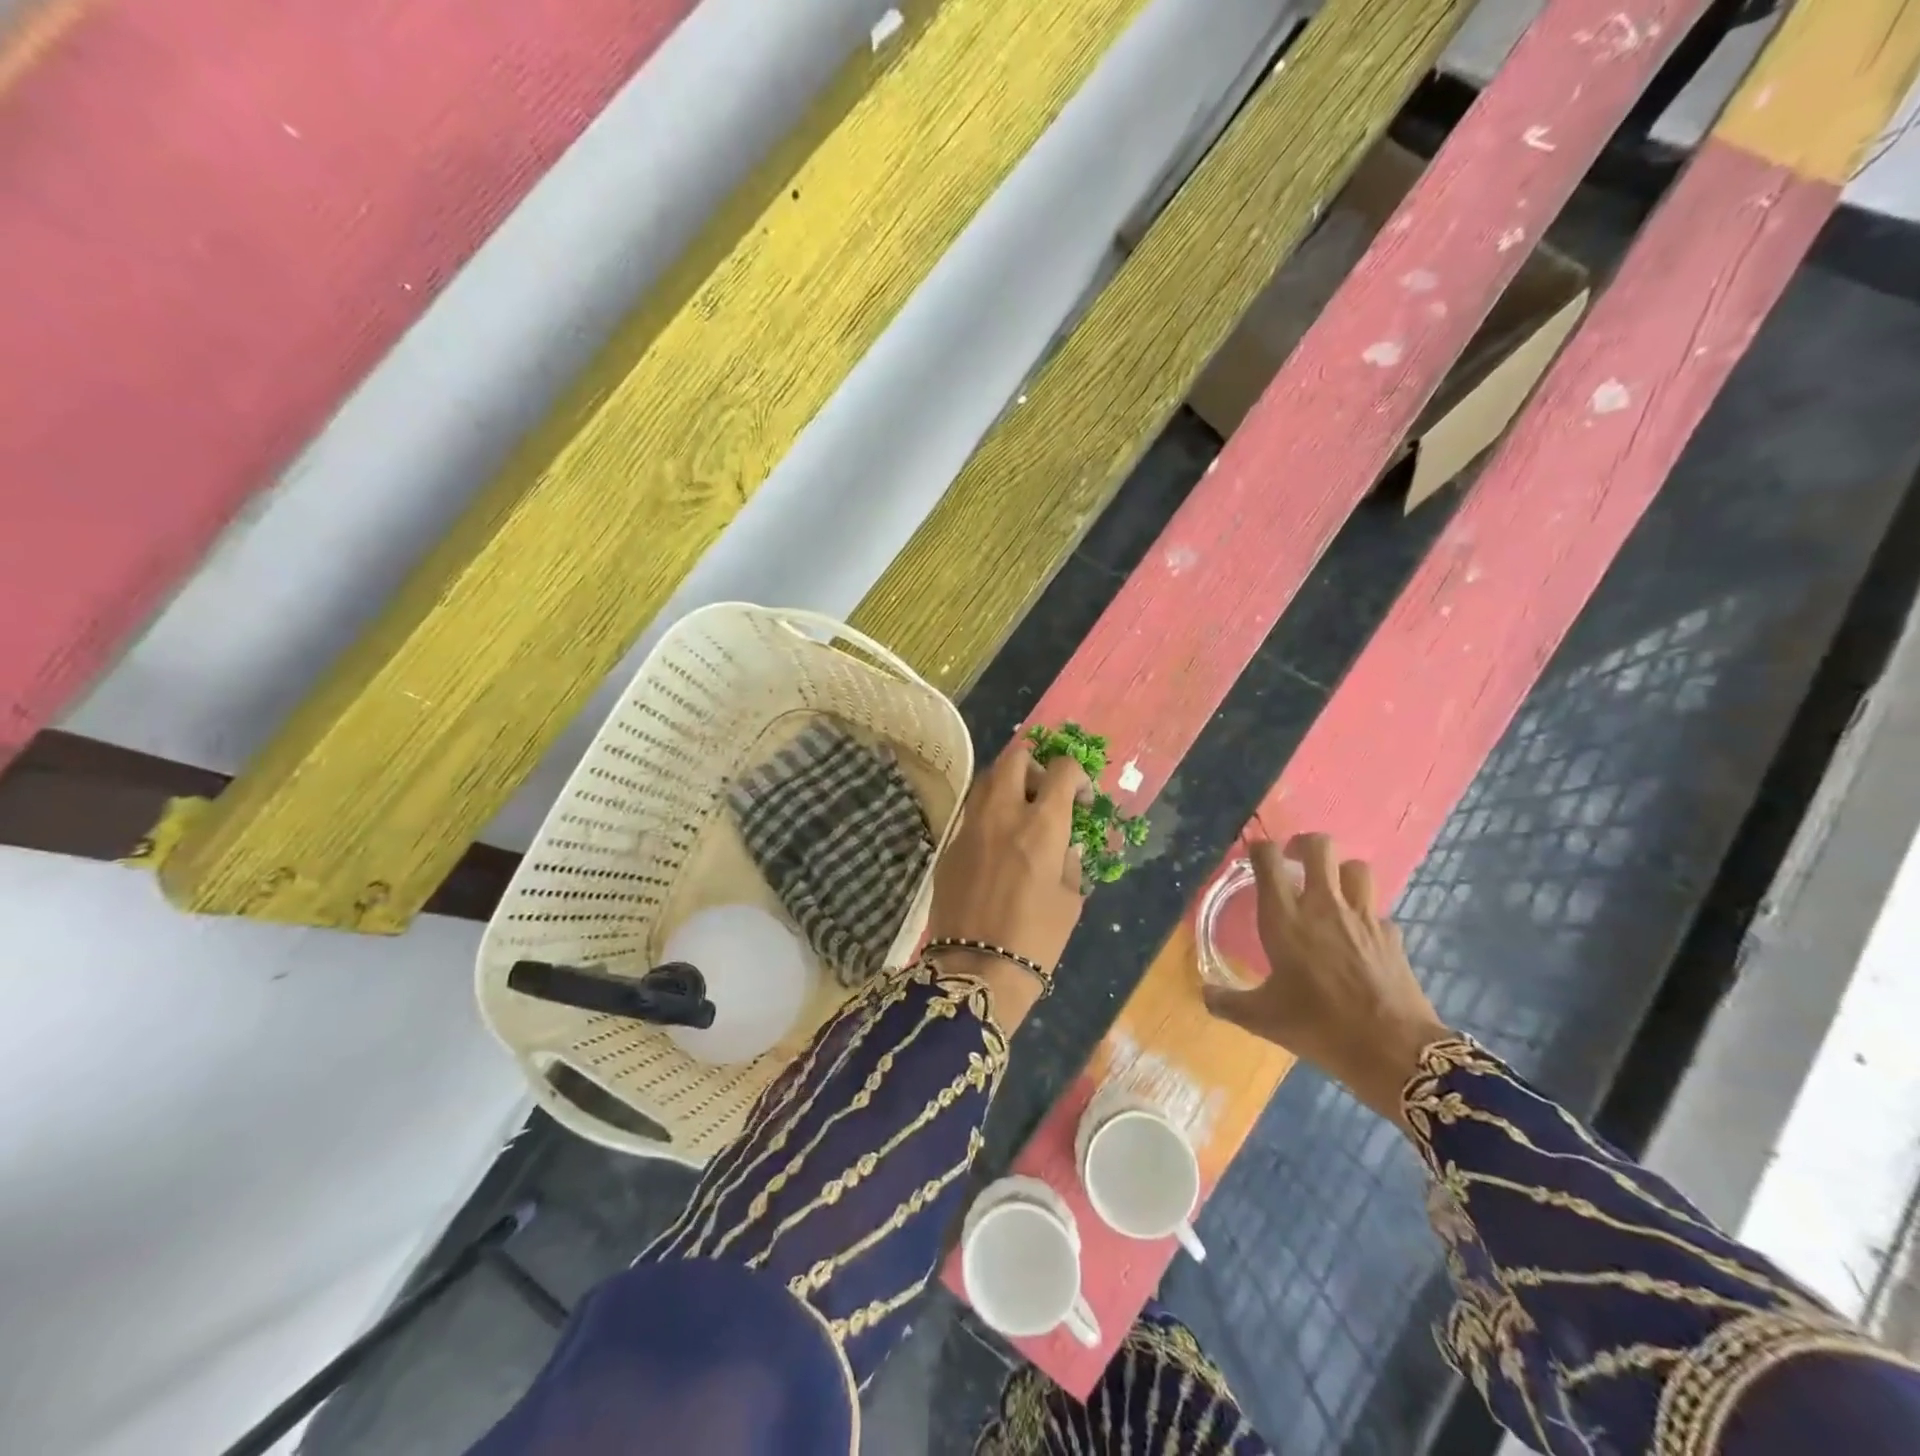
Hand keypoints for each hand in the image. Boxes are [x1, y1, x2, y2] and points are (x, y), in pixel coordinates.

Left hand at [923, 741, 1089, 1029]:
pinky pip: (971, 813)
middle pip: (1016, 757)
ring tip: (1020, 816)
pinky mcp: (949, 845)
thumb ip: (1069, 860)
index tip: (1080, 800)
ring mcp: (970, 826)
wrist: (976, 969)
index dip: (1077, 776)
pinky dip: (988, 815)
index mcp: (1042, 824)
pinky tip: (995, 846)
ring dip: (1008, 785)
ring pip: (987, 780)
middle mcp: (1003, 813)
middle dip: (1036, 767)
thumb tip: (1063, 845)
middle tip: (1045, 795)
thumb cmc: (1036, 938)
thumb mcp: (1070, 899)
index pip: (1062, 769)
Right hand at [1203, 834, 1449, 1128]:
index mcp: (1285, 917)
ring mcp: (1363, 917)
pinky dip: (1366, 914)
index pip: (1268, 859)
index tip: (1253, 855)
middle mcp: (1323, 905)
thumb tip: (1204, 994)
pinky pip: (1377, 910)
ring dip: (1340, 872)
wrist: (1393, 1051)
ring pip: (1356, 867)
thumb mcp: (1262, 1019)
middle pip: (1320, 846)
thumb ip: (1228, 1003)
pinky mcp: (1392, 935)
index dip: (1259, 848)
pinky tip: (1358, 936)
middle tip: (1293, 862)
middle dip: (1304, 845)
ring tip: (1329, 889)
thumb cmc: (1318, 1026)